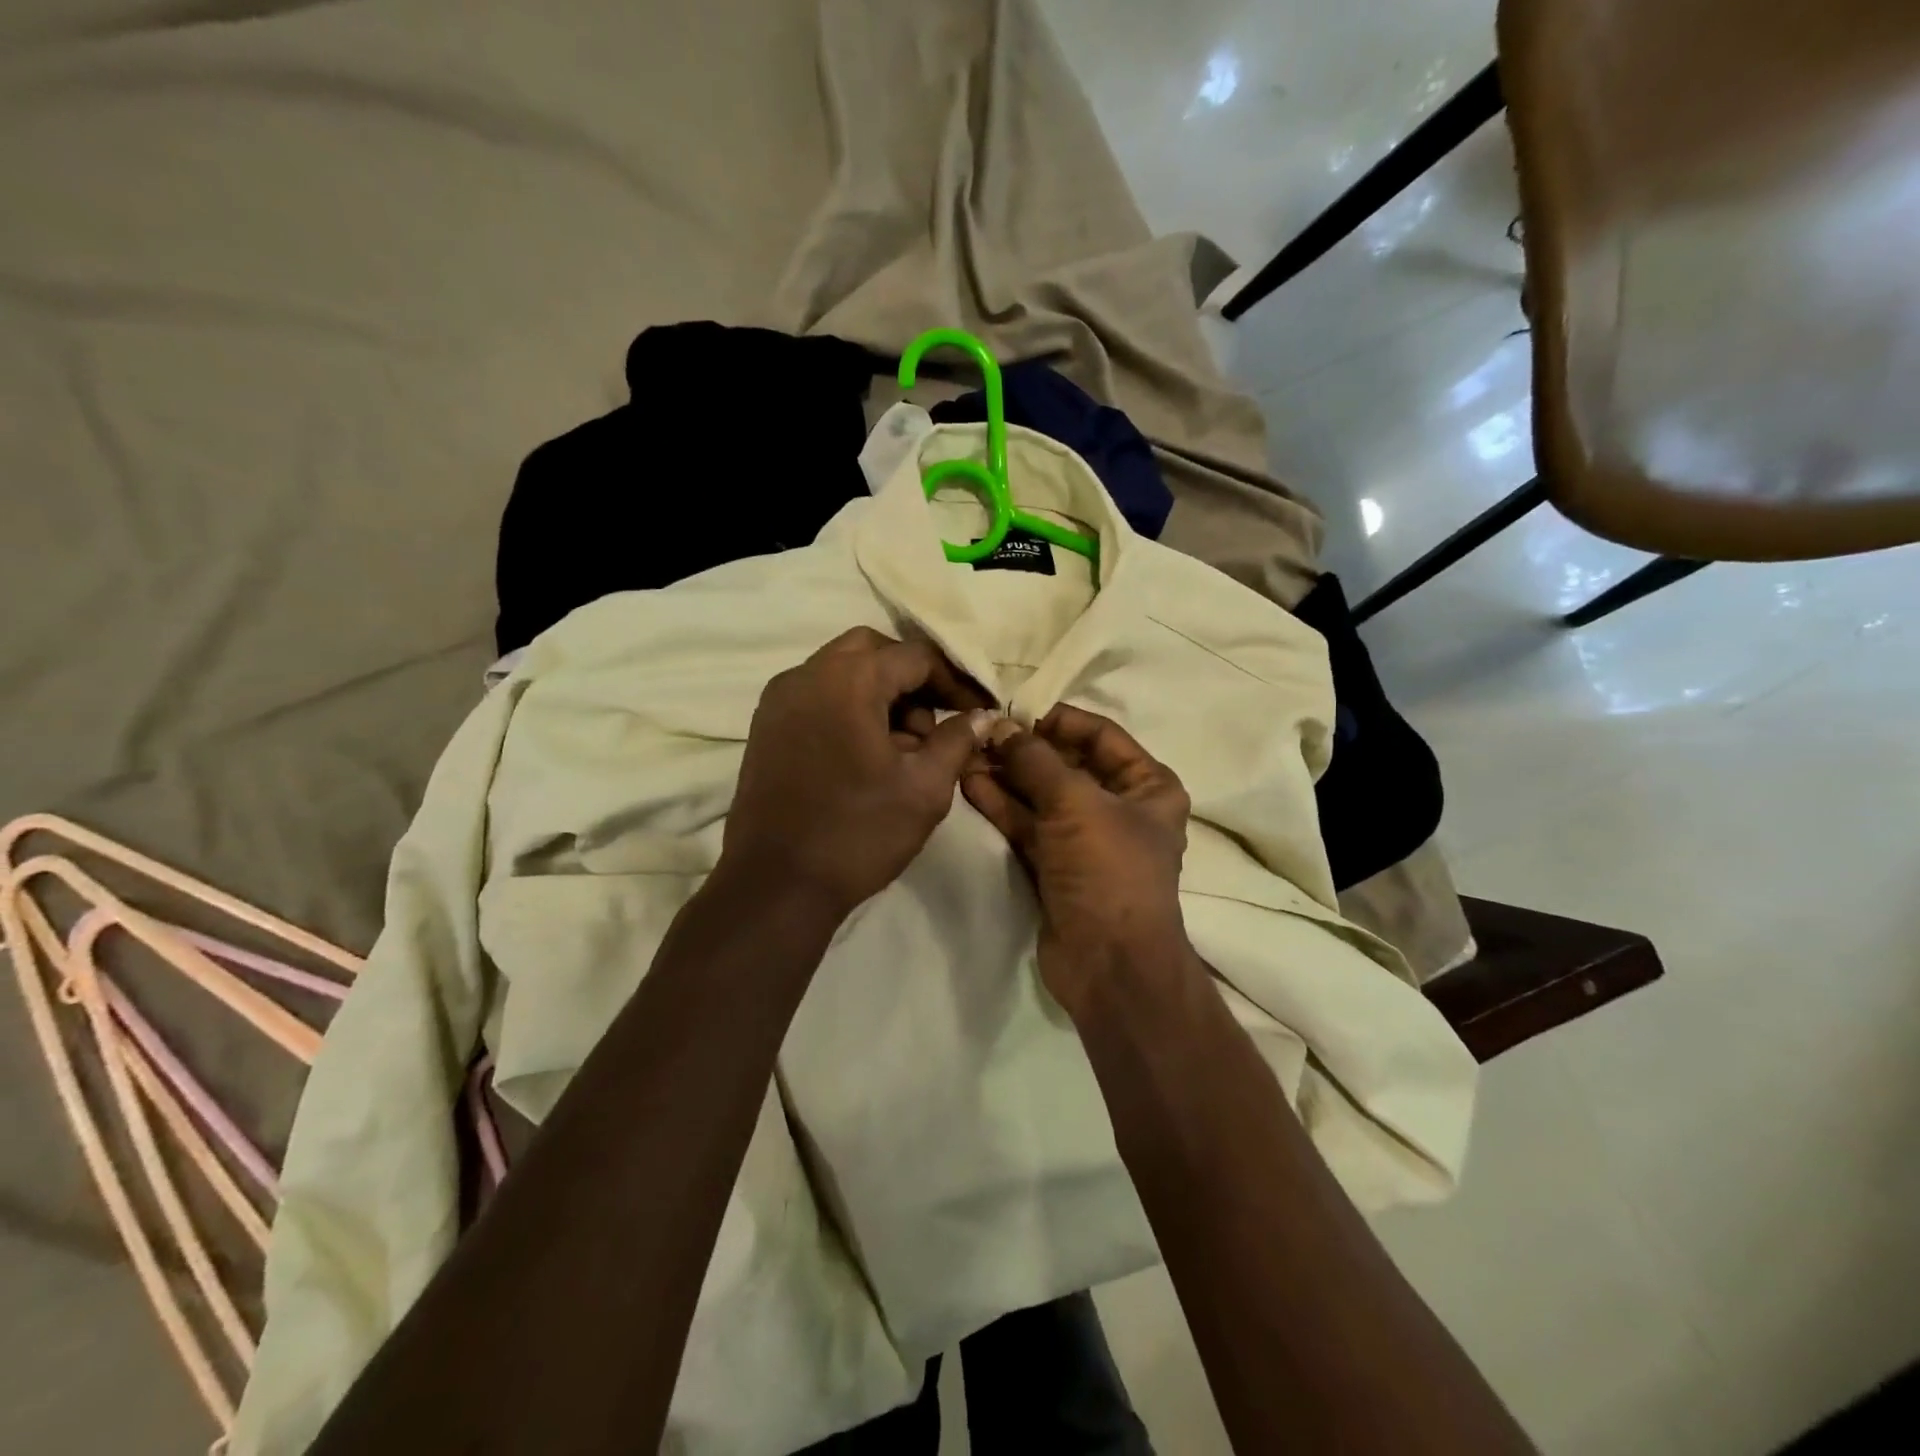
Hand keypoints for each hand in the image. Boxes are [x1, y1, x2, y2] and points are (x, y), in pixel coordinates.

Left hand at [722, 627, 992, 919]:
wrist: (776, 885)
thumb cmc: (857, 833)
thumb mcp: (924, 788)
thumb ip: (957, 740)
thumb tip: (982, 715)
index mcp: (847, 680)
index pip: (914, 657)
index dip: (954, 681)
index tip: (977, 711)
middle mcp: (806, 675)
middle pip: (872, 651)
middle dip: (911, 678)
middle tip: (937, 720)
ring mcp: (779, 700)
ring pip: (841, 671)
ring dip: (880, 692)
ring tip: (905, 747)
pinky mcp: (766, 726)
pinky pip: (817, 696)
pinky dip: (849, 707)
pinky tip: (868, 754)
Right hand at [962, 705, 1197, 1016]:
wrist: (1109, 964)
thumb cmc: (1108, 869)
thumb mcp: (1075, 803)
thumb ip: (1035, 760)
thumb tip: (999, 725)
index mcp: (1148, 786)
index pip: (1101, 735)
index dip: (1058, 721)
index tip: (1014, 712)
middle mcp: (1120, 807)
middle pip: (1066, 765)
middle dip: (1023, 750)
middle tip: (980, 734)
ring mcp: (1085, 838)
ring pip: (1041, 796)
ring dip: (1006, 776)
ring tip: (965, 755)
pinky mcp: (1056, 865)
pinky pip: (1027, 825)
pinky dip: (1002, 806)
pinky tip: (969, 784)